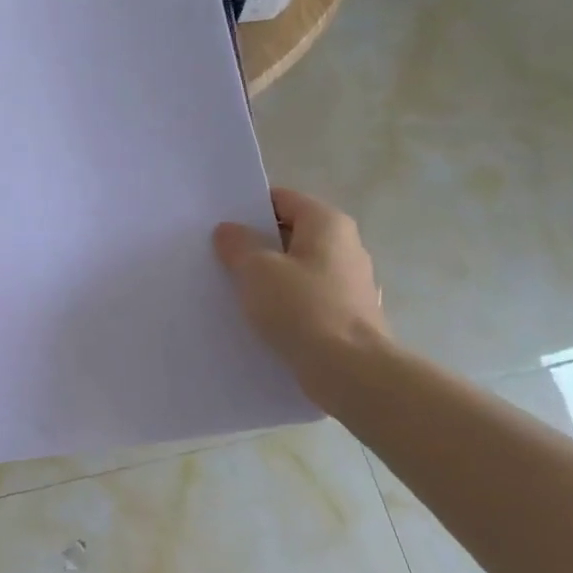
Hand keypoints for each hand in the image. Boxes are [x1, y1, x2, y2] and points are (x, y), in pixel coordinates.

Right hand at [213, 188, 389, 377]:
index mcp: (328, 223)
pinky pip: (309, 299)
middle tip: (221, 258)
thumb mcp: (256, 270)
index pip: (282, 200)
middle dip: (258, 245)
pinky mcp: (349, 316)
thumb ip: (238, 244)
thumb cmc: (302, 308)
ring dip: (271, 277)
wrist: (350, 372)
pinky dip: (287, 304)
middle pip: (292, 234)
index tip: (221, 227)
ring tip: (237, 291)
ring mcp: (351, 283)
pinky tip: (264, 319)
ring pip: (299, 269)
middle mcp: (346, 246)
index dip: (249, 209)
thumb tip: (229, 230)